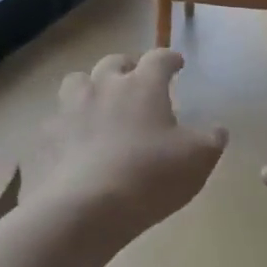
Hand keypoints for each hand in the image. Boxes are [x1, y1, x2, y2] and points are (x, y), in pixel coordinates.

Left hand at [30, 50, 227, 240]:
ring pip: (78, 81)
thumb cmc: (150, 176)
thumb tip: (218, 129)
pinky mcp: (48, 135)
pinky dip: (67, 125)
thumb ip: (211, 140)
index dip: (170, 59)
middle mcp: (105, 86)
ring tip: (98, 103)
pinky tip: (73, 141)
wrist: (86, 207)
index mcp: (143, 85)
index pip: (159, 59)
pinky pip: (57, 120)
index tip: (177, 64)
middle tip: (136, 80)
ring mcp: (71, 108)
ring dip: (90, 86)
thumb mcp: (197, 160)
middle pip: (114, 62)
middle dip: (127, 66)